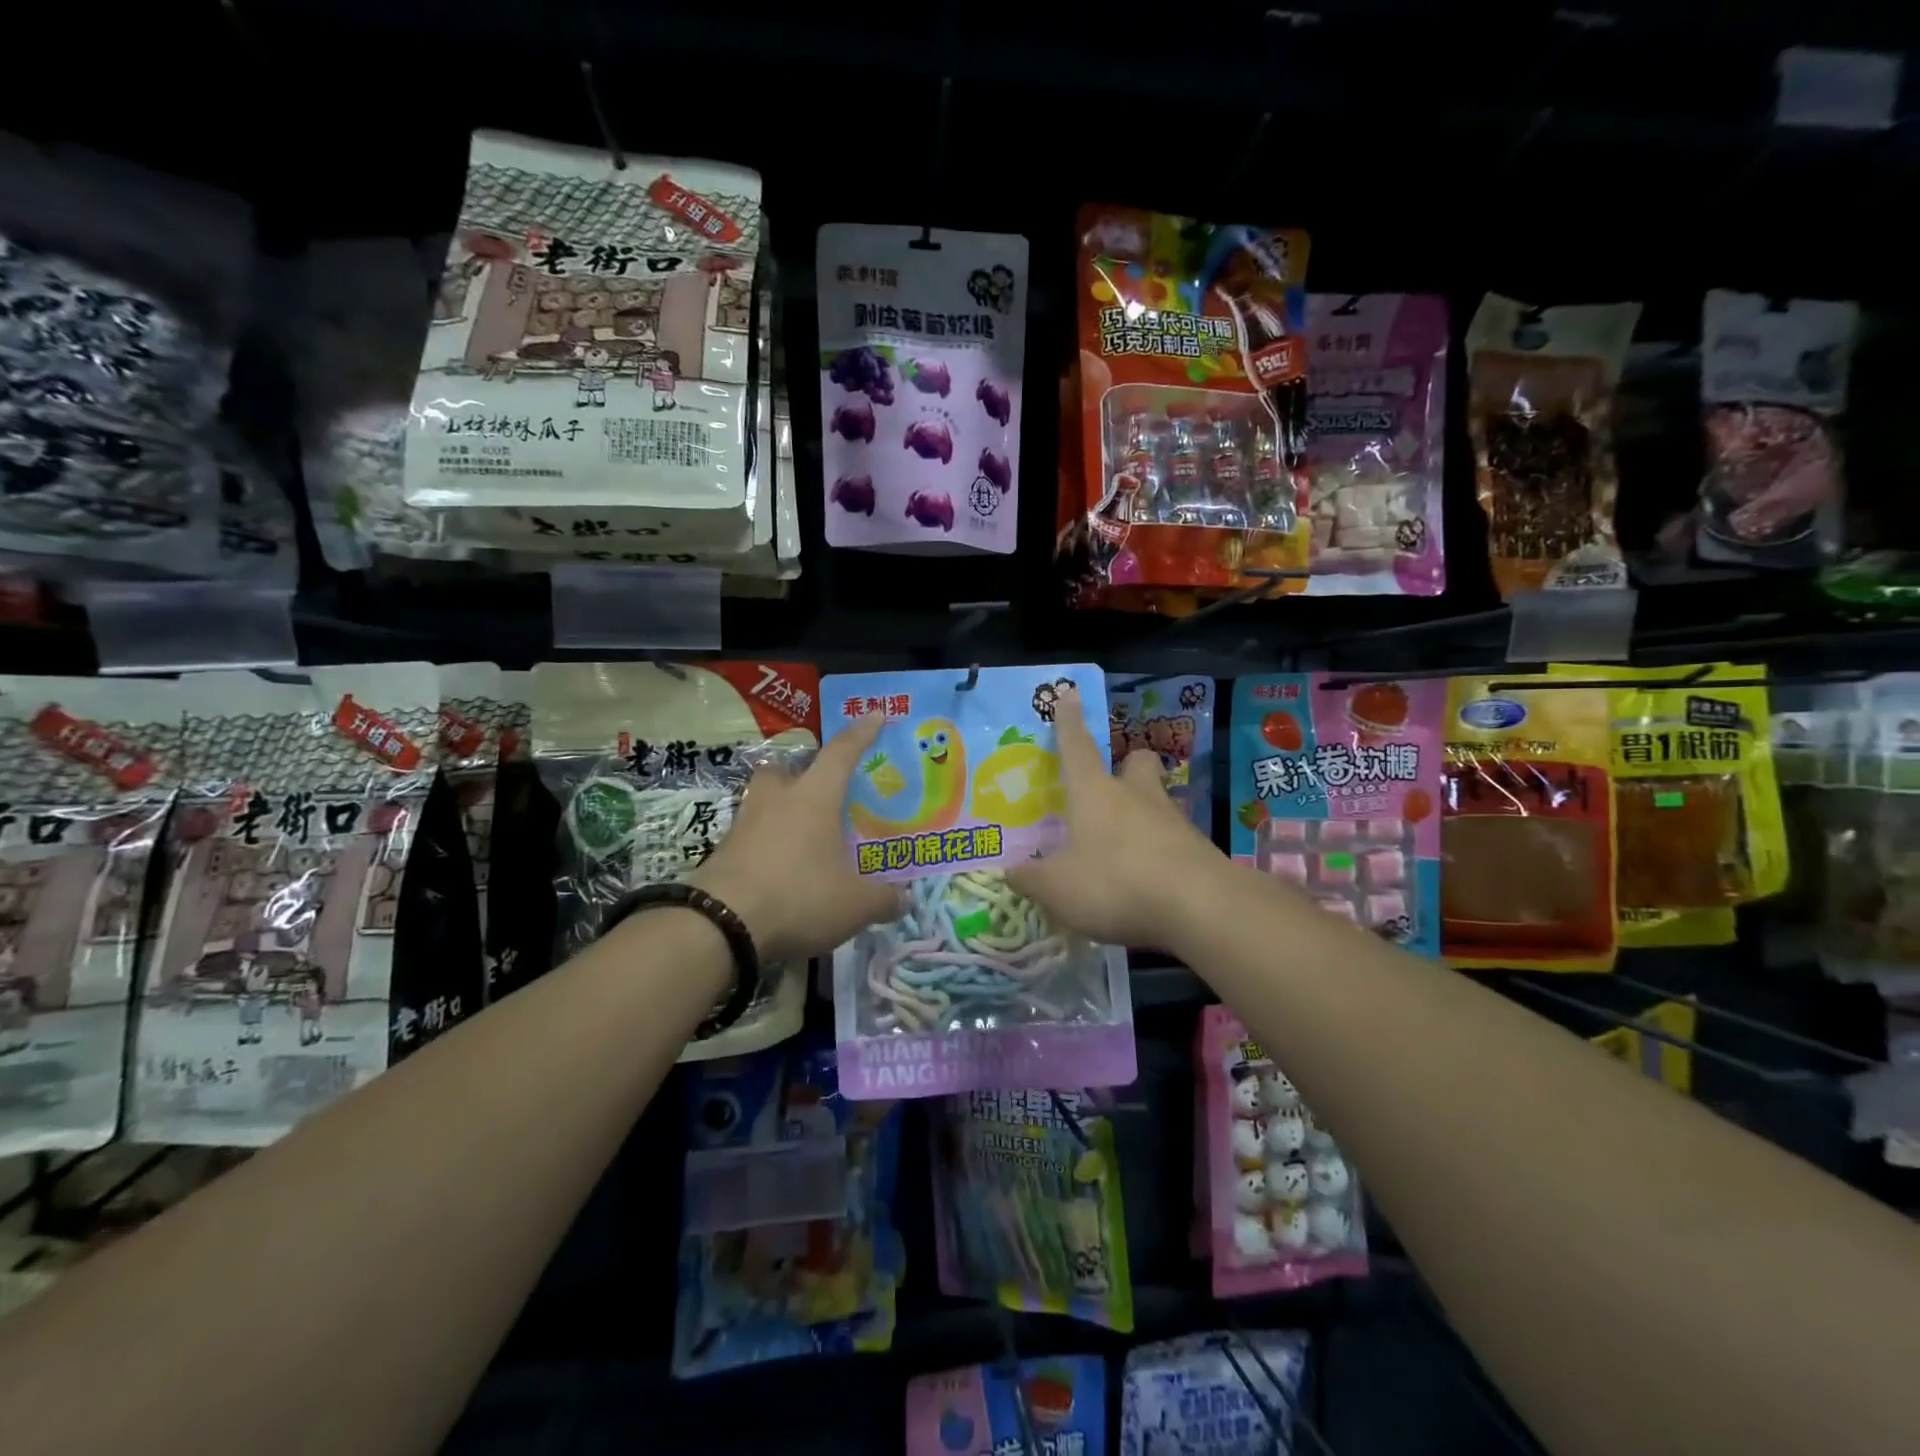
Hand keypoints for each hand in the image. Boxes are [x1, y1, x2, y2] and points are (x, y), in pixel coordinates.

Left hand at [691, 714, 903, 963]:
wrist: (721, 924)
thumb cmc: (799, 895)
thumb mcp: (854, 905)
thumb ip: (883, 899)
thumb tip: (905, 899)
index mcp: (814, 797)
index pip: (842, 753)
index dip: (862, 733)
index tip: (875, 714)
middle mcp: (777, 799)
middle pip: (786, 769)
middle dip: (801, 772)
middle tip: (818, 789)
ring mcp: (744, 824)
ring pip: (763, 801)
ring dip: (780, 809)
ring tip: (801, 834)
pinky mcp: (722, 852)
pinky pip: (750, 837)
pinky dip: (766, 845)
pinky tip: (780, 868)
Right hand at [1007, 688, 1225, 948]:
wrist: (1200, 906)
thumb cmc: (1115, 882)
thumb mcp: (1057, 888)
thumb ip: (1031, 878)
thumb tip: (1012, 871)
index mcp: (1095, 792)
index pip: (1076, 746)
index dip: (1068, 720)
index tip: (1070, 692)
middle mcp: (1135, 795)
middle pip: (1136, 762)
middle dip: (1126, 765)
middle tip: (1112, 787)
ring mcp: (1172, 820)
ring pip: (1157, 802)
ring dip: (1141, 815)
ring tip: (1122, 851)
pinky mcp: (1197, 850)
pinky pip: (1172, 841)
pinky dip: (1158, 854)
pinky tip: (1146, 884)